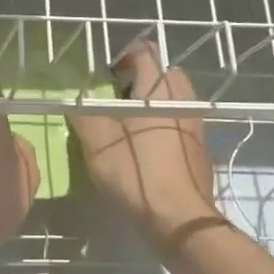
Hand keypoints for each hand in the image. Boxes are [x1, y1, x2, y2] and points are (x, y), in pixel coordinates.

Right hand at [69, 43, 224, 254]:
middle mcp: (183, 100)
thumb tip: (73, 98)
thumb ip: (83, 113)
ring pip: (174, 100)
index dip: (122, 58)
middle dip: (141, 80)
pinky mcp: (200, 150)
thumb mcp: (97, 143)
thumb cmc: (137, 174)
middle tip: (116, 100)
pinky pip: (180, 123)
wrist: (180, 220)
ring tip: (128, 127)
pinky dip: (164, 125)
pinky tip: (146, 150)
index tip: (104, 78)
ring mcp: (196, 126)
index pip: (145, 53)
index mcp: (158, 90)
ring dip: (153, 104)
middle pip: (164, 74)